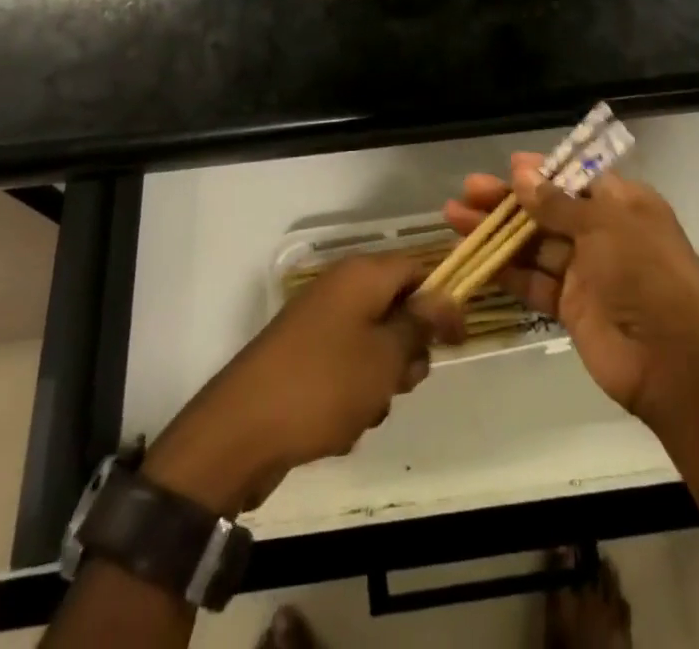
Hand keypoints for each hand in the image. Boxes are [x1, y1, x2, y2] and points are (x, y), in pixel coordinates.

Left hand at [142, 253, 463, 516]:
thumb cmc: (324, 384)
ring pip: (374, 345)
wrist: (241, 431)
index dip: (442, 300)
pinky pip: (346, 369)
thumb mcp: (385, 356)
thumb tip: (445, 295)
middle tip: (403, 381)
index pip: (417, 268)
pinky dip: (353, 394)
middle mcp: (339, 289)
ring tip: (366, 409)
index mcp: (361, 275)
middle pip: (396, 308)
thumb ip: (420, 324)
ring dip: (381, 380)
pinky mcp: (303, 358)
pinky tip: (341, 424)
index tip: (457, 341)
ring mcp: (318, 324)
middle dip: (408, 350)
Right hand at [443, 154, 698, 428]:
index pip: (575, 178)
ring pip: (534, 245)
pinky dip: (505, 272)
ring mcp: (586, 272)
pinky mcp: (570, 308)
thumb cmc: (645, 274)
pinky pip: (533, 282)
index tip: (506, 167)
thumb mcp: (605, 225)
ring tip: (455, 218)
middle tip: (468, 191)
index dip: (541, 171)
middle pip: (547, 209)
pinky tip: (475, 260)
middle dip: (508, 200)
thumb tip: (521, 171)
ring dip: (498, 233)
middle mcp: (603, 233)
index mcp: (622, 204)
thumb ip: (558, 201)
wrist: (675, 363)